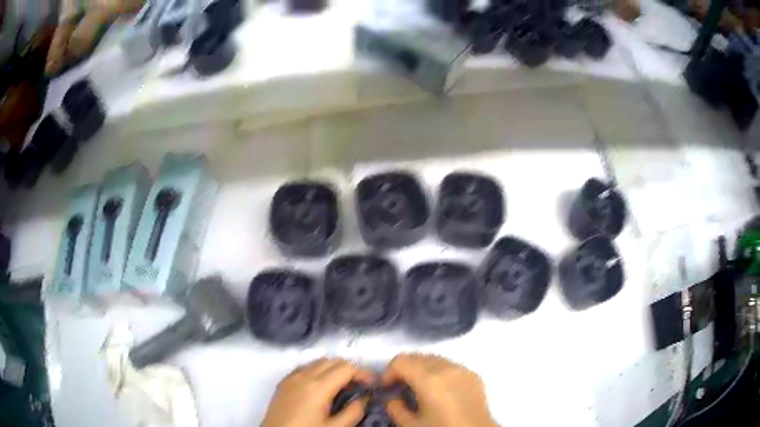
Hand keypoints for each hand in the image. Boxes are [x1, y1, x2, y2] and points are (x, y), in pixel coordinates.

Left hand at [262, 358, 374, 426]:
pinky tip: (321, 387)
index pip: (346, 367)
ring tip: (342, 387)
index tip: (373, 384)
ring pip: (318, 362)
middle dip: (349, 370)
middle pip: (333, 360)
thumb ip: (354, 411)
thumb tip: (364, 398)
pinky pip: (304, 368)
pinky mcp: (283, 382)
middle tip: (359, 387)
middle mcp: (304, 375)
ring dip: (333, 369)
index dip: (363, 373)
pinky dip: (317, 371)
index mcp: (318, 386)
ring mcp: (291, 377)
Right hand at [382, 354, 495, 426]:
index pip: (401, 361)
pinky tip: (440, 389)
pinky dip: (439, 372)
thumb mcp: (410, 425)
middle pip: (417, 357)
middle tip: (400, 387)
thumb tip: (392, 397)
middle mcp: (447, 368)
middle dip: (404, 369)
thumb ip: (395, 408)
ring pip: (435, 359)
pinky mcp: (474, 375)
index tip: (387, 388)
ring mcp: (463, 370)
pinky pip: (451, 365)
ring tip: (419, 387)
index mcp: (429, 380)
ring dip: (422, 368)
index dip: (388, 372)